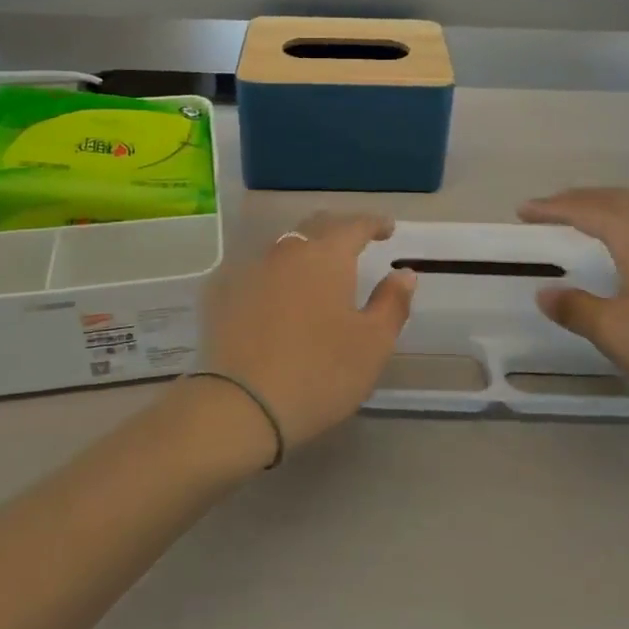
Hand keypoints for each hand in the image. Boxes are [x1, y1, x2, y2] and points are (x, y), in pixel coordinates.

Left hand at [195, 213, 416, 460]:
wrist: (240, 405)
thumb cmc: (319, 372)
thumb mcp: (372, 344)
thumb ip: (392, 303)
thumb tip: (404, 274)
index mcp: (326, 256)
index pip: (354, 225)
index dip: (374, 223)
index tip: (388, 228)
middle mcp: (287, 251)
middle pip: (316, 226)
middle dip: (339, 229)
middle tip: (355, 241)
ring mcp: (252, 270)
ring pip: (285, 246)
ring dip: (306, 249)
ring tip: (319, 266)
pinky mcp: (225, 293)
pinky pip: (259, 269)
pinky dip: (278, 272)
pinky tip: (281, 290)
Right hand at [519, 189, 628, 418]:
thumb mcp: (614, 332)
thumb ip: (576, 308)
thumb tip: (545, 293)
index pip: (586, 210)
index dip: (552, 208)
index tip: (522, 211)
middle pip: (614, 199)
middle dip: (577, 199)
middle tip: (547, 209)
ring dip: (603, 206)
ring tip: (580, 219)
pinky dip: (626, 220)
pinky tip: (626, 243)